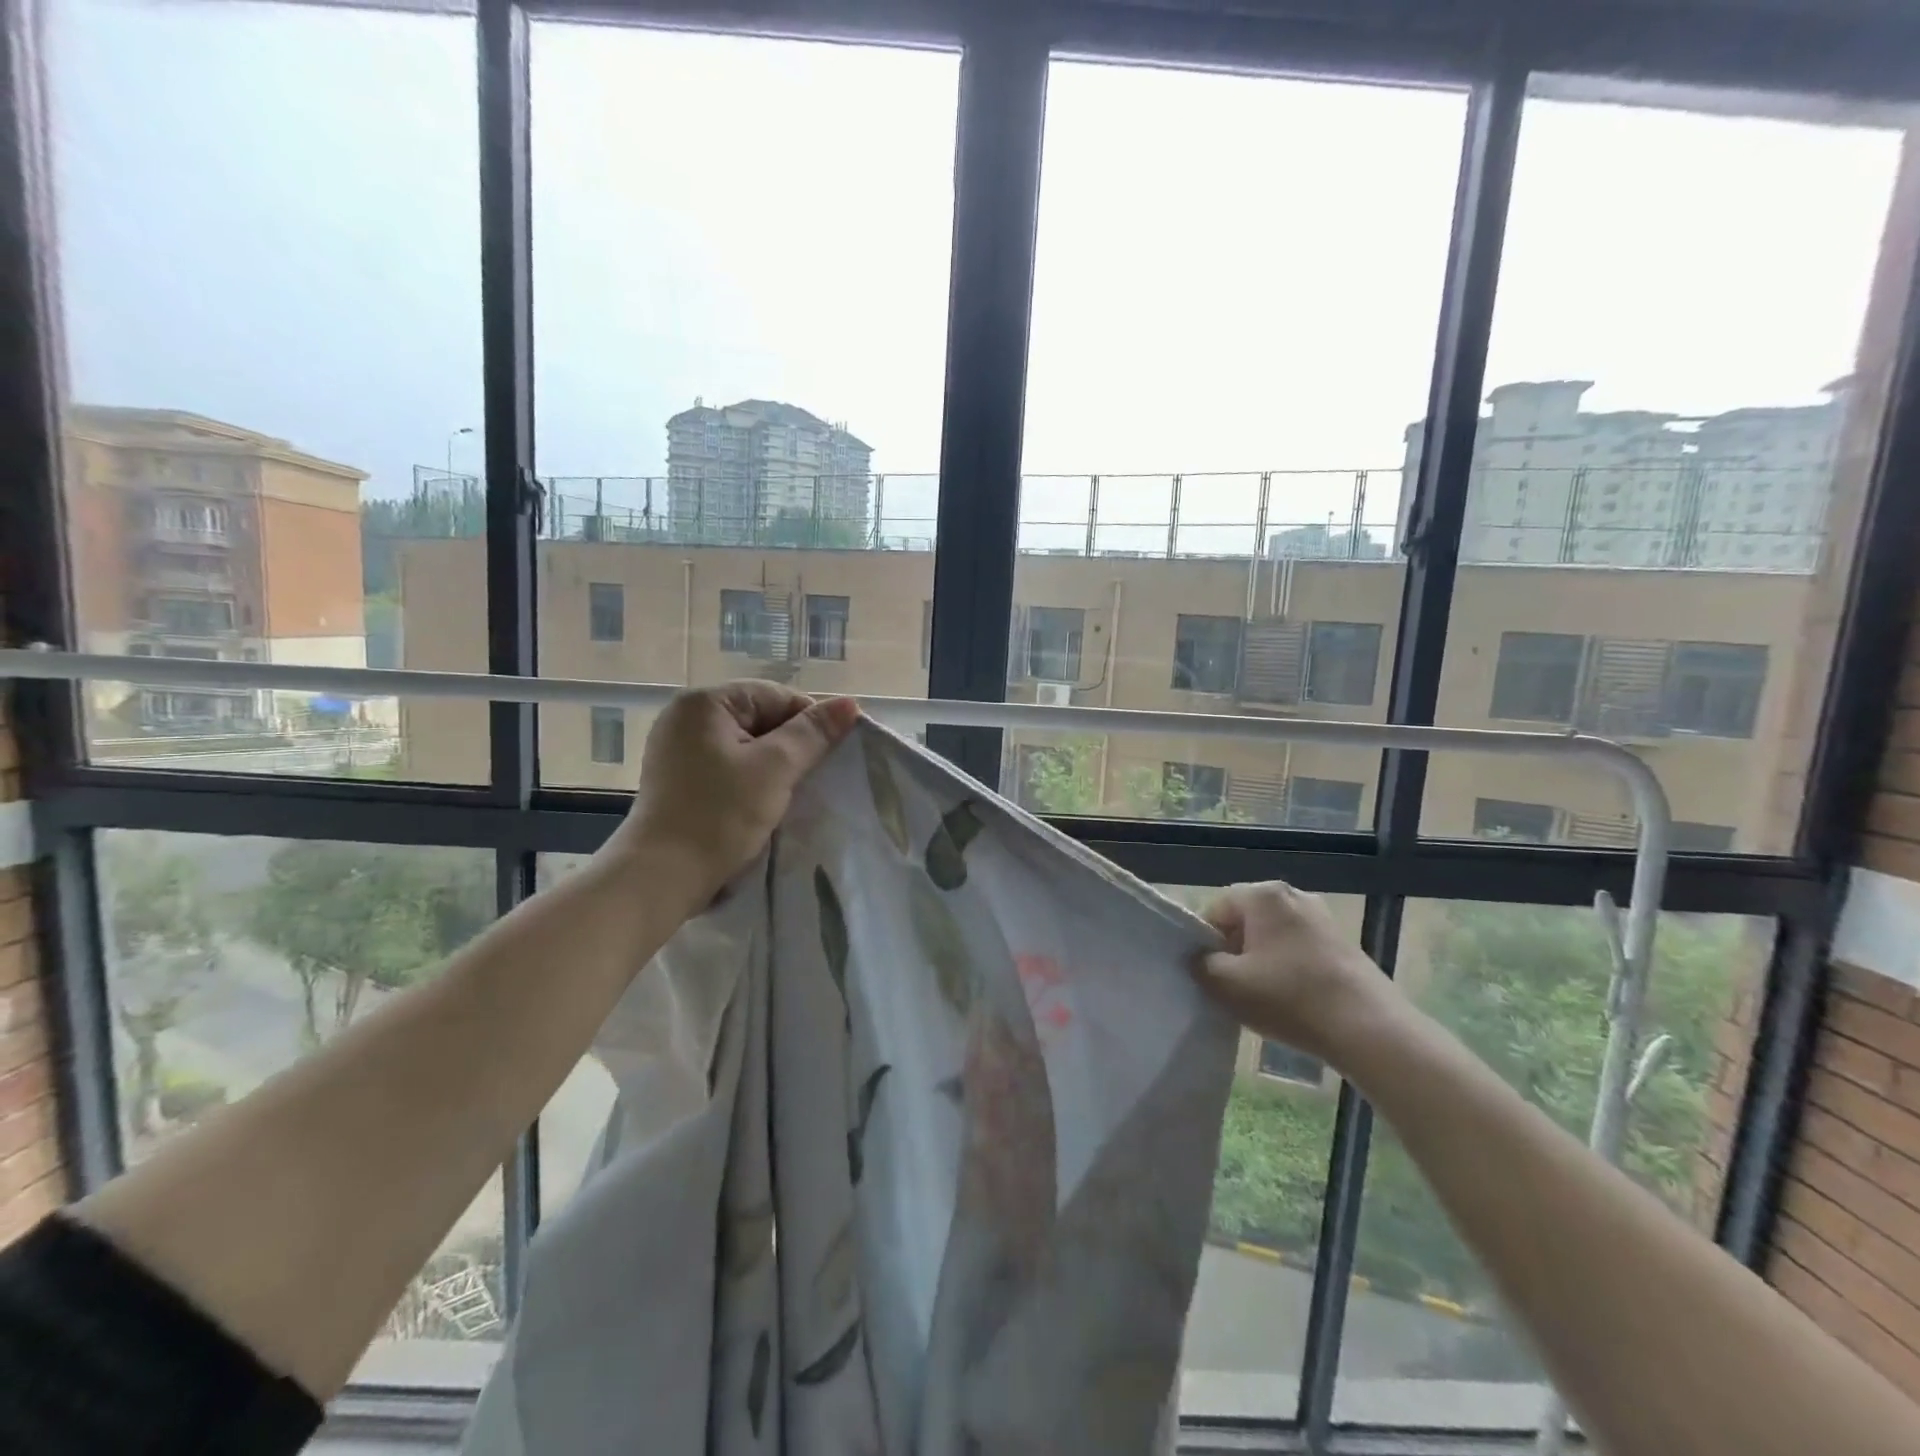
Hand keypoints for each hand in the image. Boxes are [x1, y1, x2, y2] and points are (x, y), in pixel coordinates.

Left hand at [605, 682, 860, 904]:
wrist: (662, 878)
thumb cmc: (720, 816)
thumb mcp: (775, 769)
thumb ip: (813, 733)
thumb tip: (850, 704)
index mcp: (704, 703)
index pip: (776, 697)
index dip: (810, 723)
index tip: (832, 756)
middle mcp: (685, 717)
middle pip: (760, 718)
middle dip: (790, 746)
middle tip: (813, 778)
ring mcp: (677, 749)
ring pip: (746, 745)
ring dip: (773, 766)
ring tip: (791, 793)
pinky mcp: (678, 780)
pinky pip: (727, 767)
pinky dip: (750, 780)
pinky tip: (763, 803)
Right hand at [1194, 881, 1401, 1063]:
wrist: (1368, 1029)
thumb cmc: (1289, 998)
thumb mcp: (1226, 984)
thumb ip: (1201, 964)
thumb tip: (1200, 958)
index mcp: (1263, 895)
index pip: (1216, 909)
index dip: (1204, 940)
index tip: (1207, 972)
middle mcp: (1293, 895)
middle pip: (1246, 919)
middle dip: (1233, 949)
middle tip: (1231, 985)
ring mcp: (1323, 918)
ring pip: (1273, 935)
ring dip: (1260, 960)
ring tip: (1261, 995)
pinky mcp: (1343, 943)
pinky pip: (1298, 948)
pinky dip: (1287, 968)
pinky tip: (1290, 999)